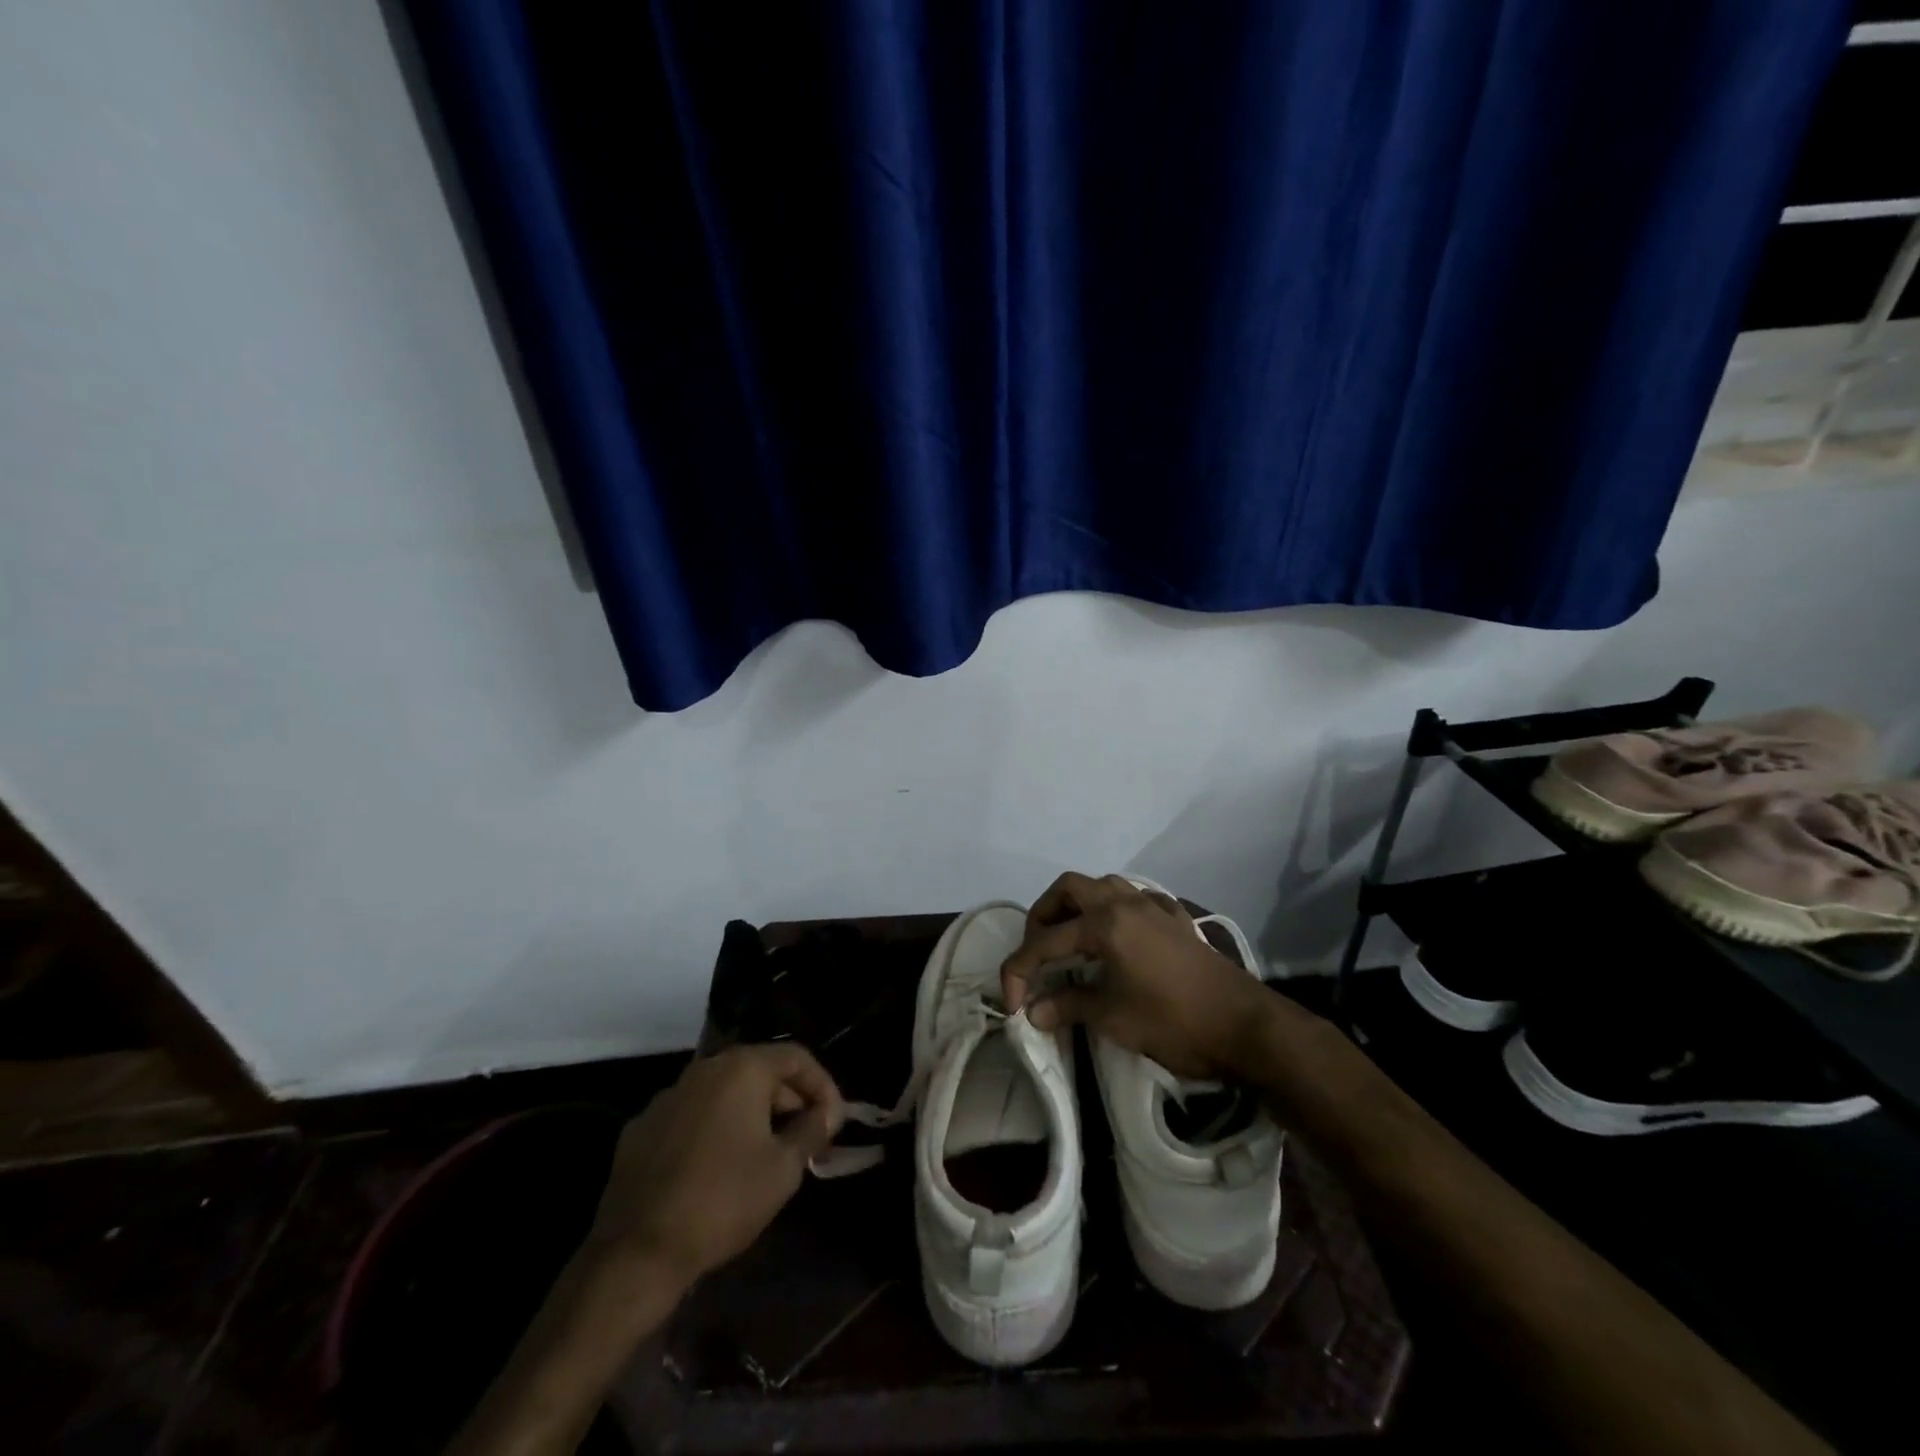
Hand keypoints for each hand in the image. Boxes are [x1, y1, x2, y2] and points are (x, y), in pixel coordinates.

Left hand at [585, 1043, 843, 1289]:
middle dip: (789, 1102)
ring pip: (725, 1093)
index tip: (834, 1121)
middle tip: (807, 1140)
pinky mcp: (642, 1128)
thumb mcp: (784, 1169)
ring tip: (768, 1154)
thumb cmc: (723, 1201)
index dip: (823, 1085)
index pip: (796, 1057)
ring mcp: (668, 1096)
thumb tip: (828, 1112)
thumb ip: (812, 1130)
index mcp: (741, 1068)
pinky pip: (693, 1116)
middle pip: (760, 1072)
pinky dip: (715, 1130)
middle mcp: (704, 1069)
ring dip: (753, 1115)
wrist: (636, 1253)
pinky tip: (720, 1167)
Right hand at [1000, 873, 1274, 1078]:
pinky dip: (1114, 911)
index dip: (1020, 970)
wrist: (1245, 1026)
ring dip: (1078, 906)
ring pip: (1103, 886)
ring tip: (1071, 940)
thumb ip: (1069, 1007)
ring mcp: (1153, 906)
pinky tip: (1116, 939)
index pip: (1046, 942)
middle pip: (1069, 889)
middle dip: (1043, 916)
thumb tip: (1034, 1012)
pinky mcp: (1175, 919)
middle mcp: (1125, 902)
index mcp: (1105, 923)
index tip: (1013, 1002)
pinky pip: (1135, 899)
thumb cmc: (1174, 1022)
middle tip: (1038, 951)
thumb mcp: (1114, 1019)